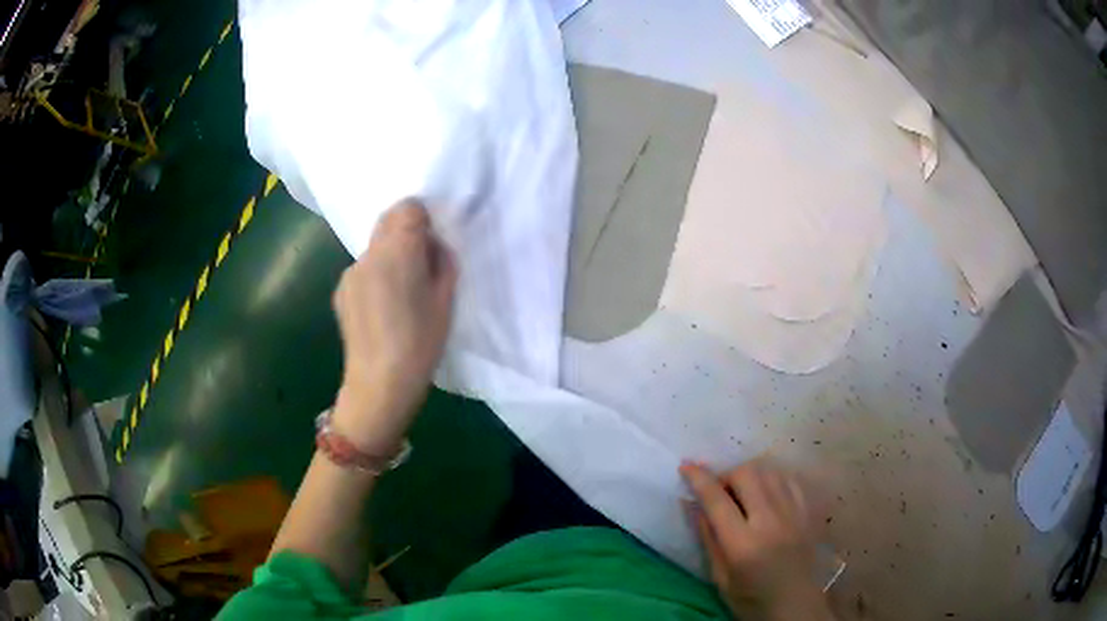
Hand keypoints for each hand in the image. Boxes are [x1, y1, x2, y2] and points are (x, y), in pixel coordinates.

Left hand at [331, 199, 456, 452]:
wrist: (379, 383)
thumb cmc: (421, 344)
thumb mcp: (446, 300)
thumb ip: (442, 262)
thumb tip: (431, 246)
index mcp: (399, 252)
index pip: (408, 207)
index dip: (422, 219)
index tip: (431, 243)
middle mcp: (369, 254)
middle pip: (387, 220)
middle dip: (405, 232)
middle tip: (420, 265)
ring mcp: (351, 271)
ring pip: (375, 246)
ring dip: (389, 256)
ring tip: (399, 293)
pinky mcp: (340, 289)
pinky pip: (363, 269)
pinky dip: (375, 276)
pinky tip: (381, 308)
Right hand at [681, 461, 832, 620]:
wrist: (795, 605)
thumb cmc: (751, 598)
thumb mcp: (720, 577)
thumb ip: (708, 538)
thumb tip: (692, 504)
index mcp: (743, 544)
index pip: (717, 500)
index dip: (699, 478)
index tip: (686, 466)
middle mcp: (771, 522)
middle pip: (747, 474)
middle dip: (727, 476)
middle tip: (720, 492)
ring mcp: (794, 513)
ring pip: (770, 472)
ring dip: (750, 475)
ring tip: (742, 493)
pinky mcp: (808, 512)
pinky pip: (789, 480)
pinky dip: (772, 480)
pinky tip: (766, 495)